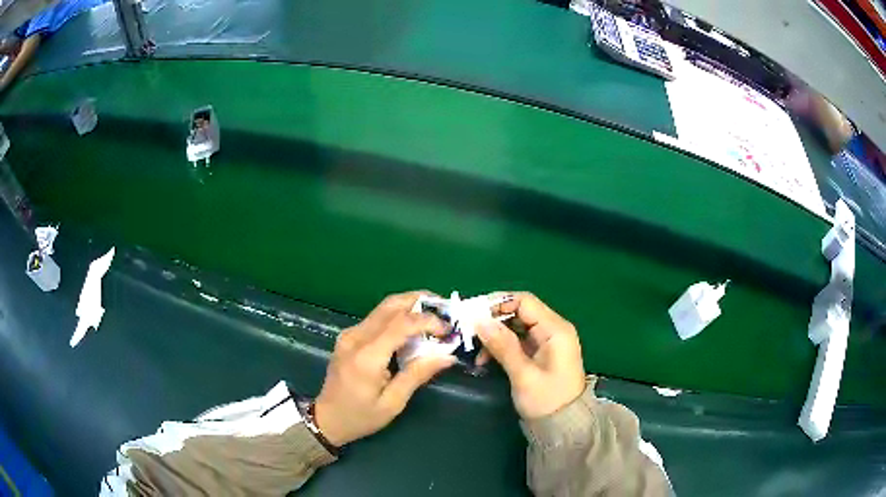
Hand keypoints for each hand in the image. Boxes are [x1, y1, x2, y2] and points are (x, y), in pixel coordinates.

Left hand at [315, 291, 456, 445]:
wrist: (327, 418)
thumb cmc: (361, 416)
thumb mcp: (393, 403)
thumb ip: (418, 374)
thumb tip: (448, 355)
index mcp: (367, 356)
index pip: (401, 324)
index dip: (428, 321)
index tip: (449, 330)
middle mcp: (356, 337)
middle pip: (391, 305)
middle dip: (421, 300)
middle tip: (446, 309)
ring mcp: (350, 334)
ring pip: (384, 307)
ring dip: (411, 306)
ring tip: (435, 316)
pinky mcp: (349, 336)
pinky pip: (377, 317)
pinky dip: (399, 316)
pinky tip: (414, 327)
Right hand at [476, 292, 584, 418]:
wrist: (563, 426)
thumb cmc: (547, 400)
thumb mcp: (523, 374)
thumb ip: (503, 346)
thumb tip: (479, 321)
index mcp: (555, 330)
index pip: (525, 301)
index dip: (498, 303)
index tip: (472, 313)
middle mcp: (552, 329)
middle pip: (519, 311)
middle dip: (493, 320)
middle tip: (468, 331)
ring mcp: (546, 341)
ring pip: (515, 326)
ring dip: (494, 335)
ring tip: (475, 352)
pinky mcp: (539, 353)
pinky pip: (516, 340)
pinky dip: (500, 346)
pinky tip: (484, 360)